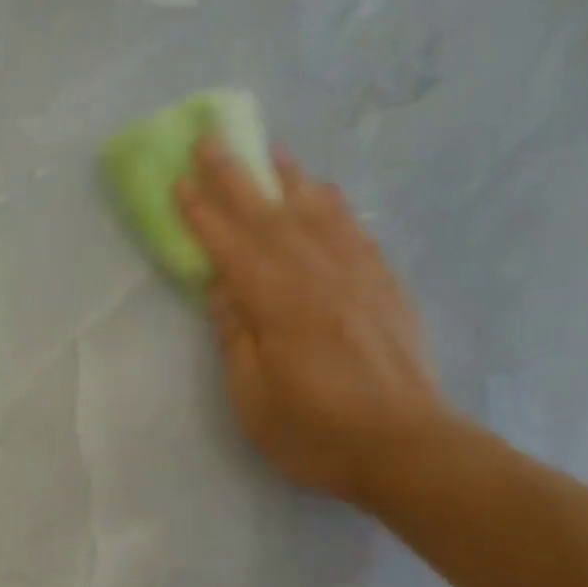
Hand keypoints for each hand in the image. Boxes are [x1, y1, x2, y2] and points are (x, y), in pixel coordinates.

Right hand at [177, 138, 451, 506]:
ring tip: (269, 150)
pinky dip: (333, 205)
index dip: (203, 213)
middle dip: (237, 176)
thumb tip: (221, 289)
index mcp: (281, 306)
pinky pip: (355, 231)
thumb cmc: (318, 433)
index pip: (232, 248)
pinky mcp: (386, 287)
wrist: (408, 448)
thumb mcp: (255, 400)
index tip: (179, 178)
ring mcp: (359, 277)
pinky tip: (324, 193)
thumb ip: (235, 338)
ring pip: (317, 212)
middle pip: (270, 217)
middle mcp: (320, 277)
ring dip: (288, 178)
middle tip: (212, 138)